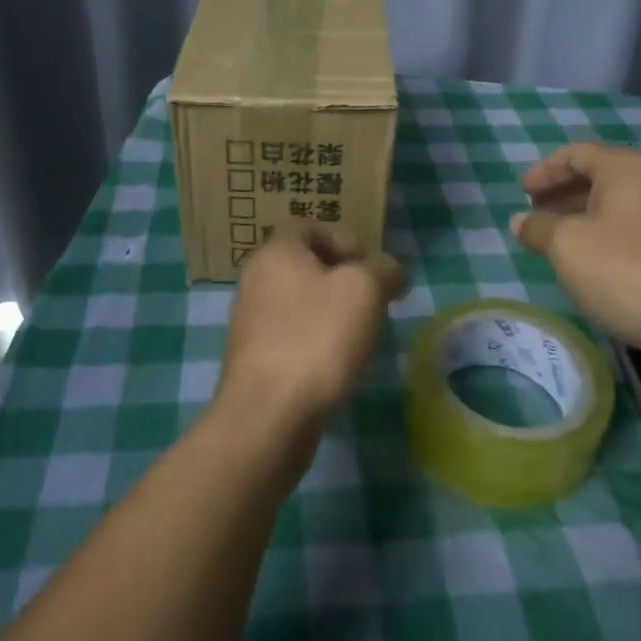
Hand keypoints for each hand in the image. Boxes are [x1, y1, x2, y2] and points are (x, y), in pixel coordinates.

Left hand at [219, 225, 406, 438]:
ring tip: (359, 335)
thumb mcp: (365, 290)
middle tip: (373, 302)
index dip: (345, 240)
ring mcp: (250, 321)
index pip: (309, 227)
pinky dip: (314, 341)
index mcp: (276, 252)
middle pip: (305, 265)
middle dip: (343, 280)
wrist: (269, 413)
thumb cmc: (317, 338)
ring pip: (299, 302)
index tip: (372, 269)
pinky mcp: (253, 358)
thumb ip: (383, 270)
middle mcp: (255, 279)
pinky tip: (335, 364)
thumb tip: (391, 271)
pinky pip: (290, 335)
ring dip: (330, 312)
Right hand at [512, 142, 640, 357]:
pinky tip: (585, 262)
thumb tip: (520, 221)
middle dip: (559, 193)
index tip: (521, 193)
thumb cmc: (625, 270)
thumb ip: (538, 227)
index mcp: (626, 168)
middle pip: (595, 176)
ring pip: (611, 205)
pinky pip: (627, 228)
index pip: (575, 154)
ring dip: (577, 216)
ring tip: (551, 240)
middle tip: (532, 215)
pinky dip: (599, 235)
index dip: (543, 171)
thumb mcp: (567, 246)